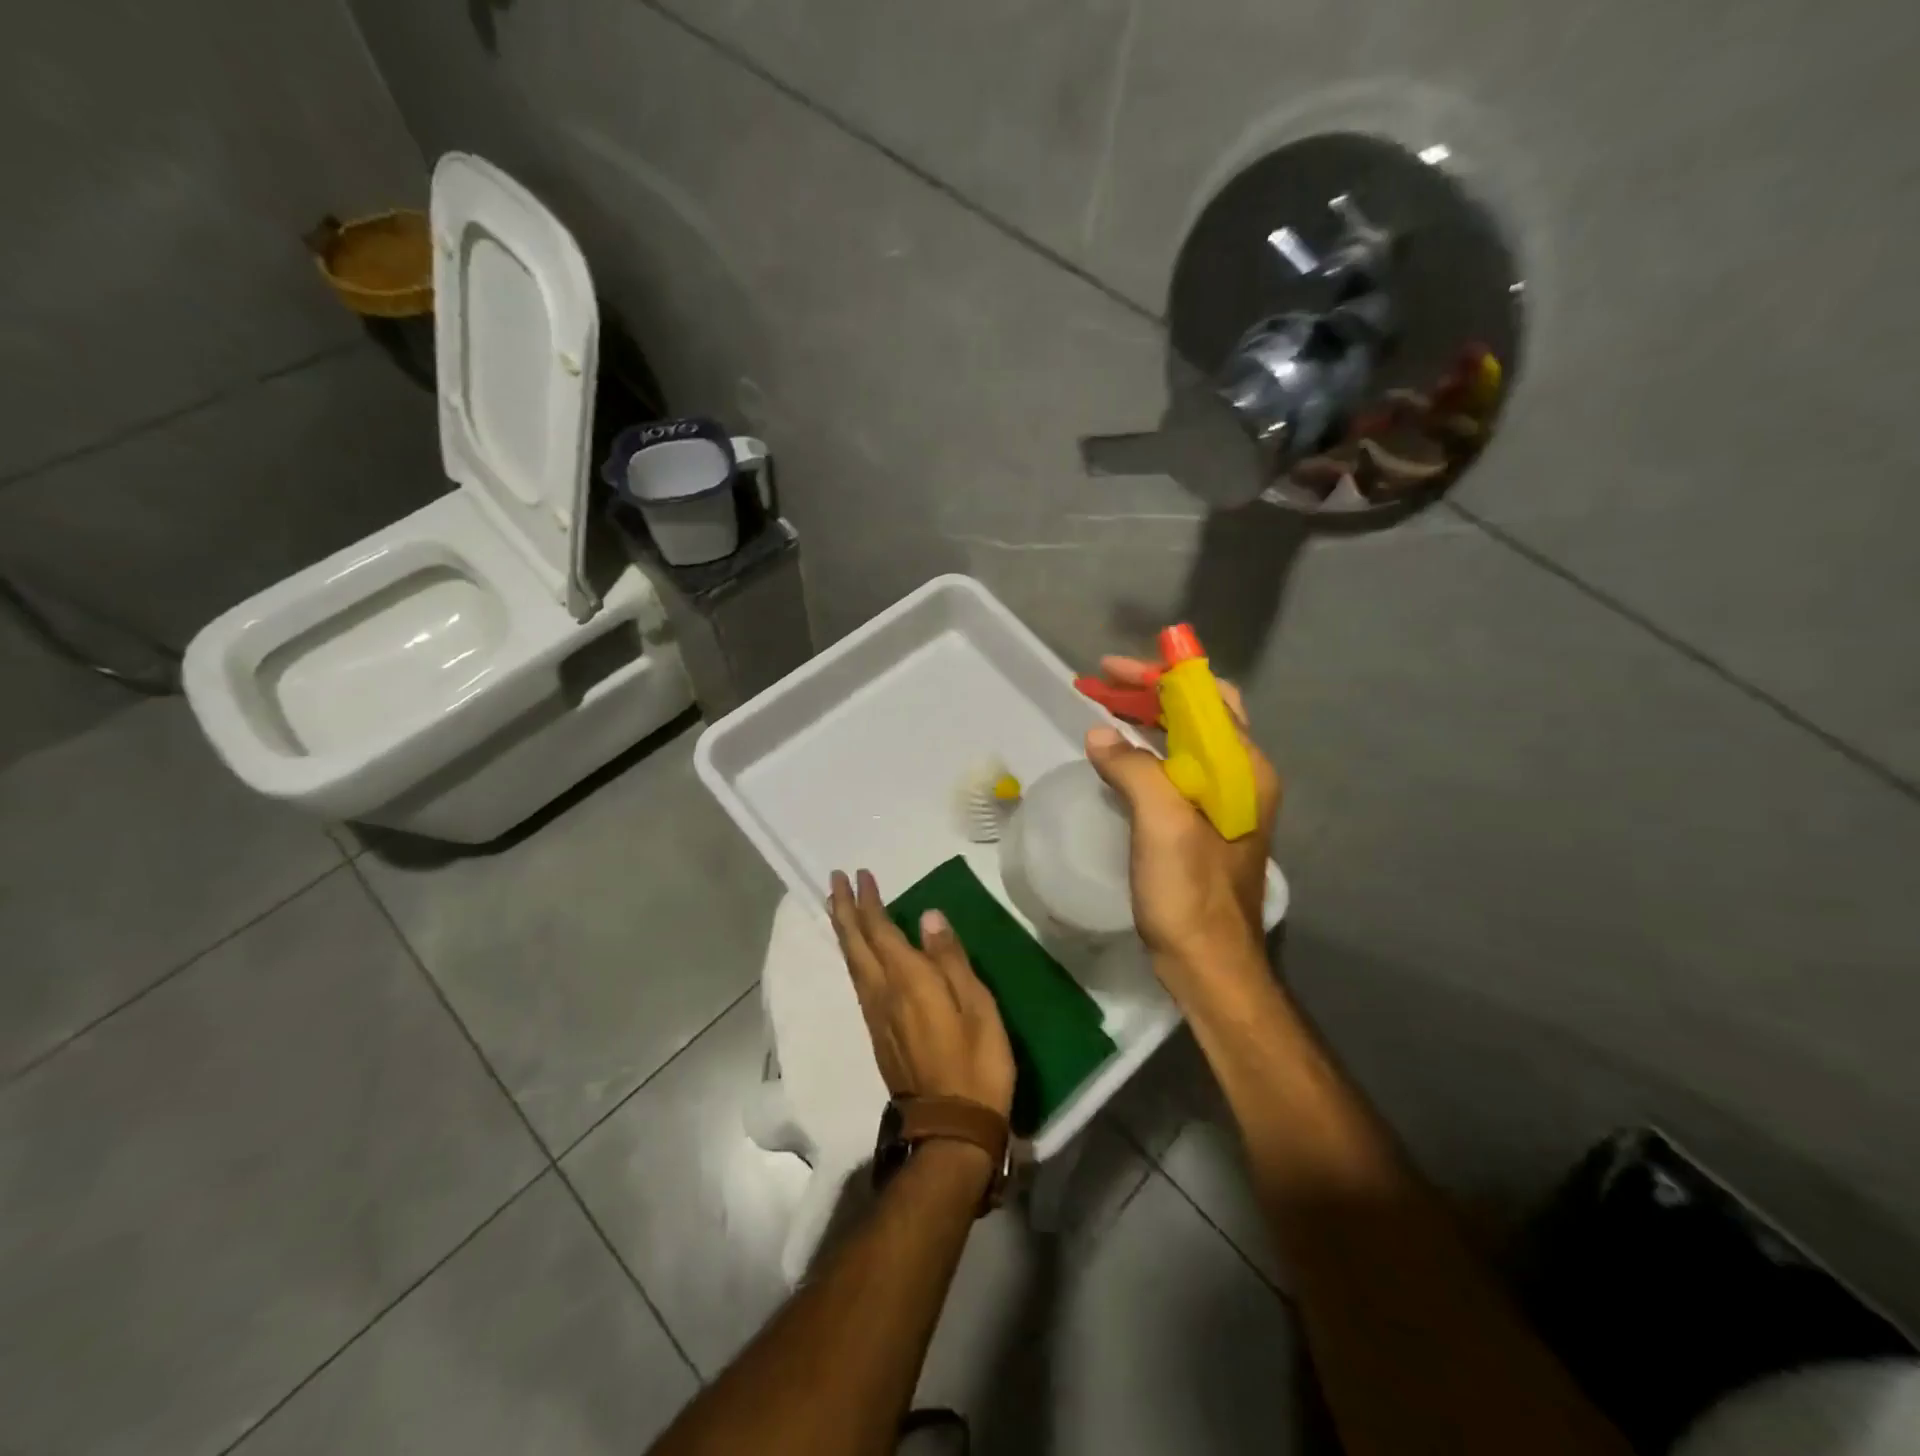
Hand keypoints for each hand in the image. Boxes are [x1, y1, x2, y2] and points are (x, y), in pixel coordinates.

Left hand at [828, 869, 1016, 1120]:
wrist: (949, 1130)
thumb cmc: (975, 1064)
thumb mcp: (978, 1007)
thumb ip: (951, 960)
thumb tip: (928, 916)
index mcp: (908, 980)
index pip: (879, 930)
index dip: (867, 901)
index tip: (860, 874)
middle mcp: (882, 993)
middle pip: (854, 944)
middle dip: (843, 909)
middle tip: (834, 880)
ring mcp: (876, 1016)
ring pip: (851, 963)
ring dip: (844, 931)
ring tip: (839, 909)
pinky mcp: (878, 1035)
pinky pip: (859, 982)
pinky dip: (853, 956)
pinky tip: (859, 955)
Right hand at [1083, 656, 1281, 980]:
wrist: (1208, 963)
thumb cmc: (1190, 891)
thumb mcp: (1162, 822)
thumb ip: (1134, 769)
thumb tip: (1100, 735)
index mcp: (1243, 768)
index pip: (1207, 697)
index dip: (1161, 675)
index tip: (1113, 668)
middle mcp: (1240, 777)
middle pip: (1197, 714)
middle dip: (1150, 692)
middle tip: (1101, 684)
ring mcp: (1223, 802)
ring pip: (1185, 741)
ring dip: (1146, 719)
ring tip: (1102, 708)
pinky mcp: (1202, 823)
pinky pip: (1175, 770)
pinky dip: (1146, 752)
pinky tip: (1117, 756)